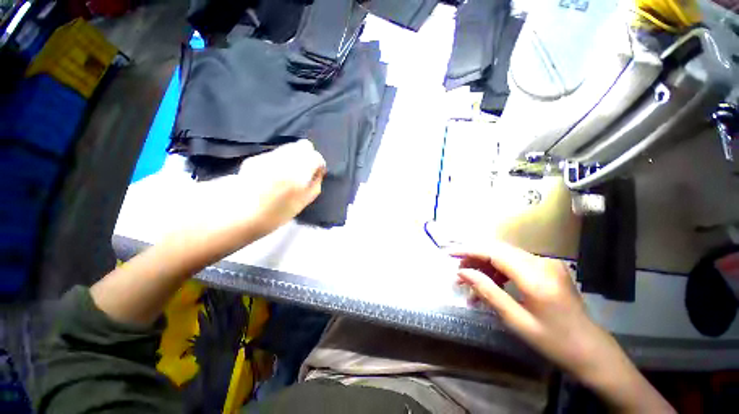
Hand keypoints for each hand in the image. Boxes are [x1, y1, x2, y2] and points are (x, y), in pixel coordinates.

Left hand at [235, 140, 325, 229]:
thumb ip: (315, 183)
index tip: (317, 174)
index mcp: (299, 170)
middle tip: (305, 171)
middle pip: (304, 146)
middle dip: (308, 156)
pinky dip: (279, 160)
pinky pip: (275, 154)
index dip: (319, 165)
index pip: (316, 157)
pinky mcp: (256, 158)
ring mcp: (269, 156)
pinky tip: (273, 174)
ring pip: (289, 148)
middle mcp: (285, 158)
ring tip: (289, 173)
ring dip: (294, 157)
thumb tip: (318, 172)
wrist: (240, 214)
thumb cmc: (277, 212)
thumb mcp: (304, 201)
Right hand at [452, 241, 674, 412]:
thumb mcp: (517, 320)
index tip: (448, 253)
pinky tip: (489, 285)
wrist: (592, 351)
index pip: (494, 252)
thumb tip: (462, 273)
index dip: (469, 250)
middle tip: (458, 272)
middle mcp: (542, 262)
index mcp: (536, 277)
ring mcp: (546, 264)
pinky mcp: (547, 268)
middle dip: (474, 258)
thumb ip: (488, 291)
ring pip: (505, 255)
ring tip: (470, 283)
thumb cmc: (555, 342)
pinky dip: (498, 272)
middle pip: (498, 250)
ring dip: (484, 266)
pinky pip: (515, 263)